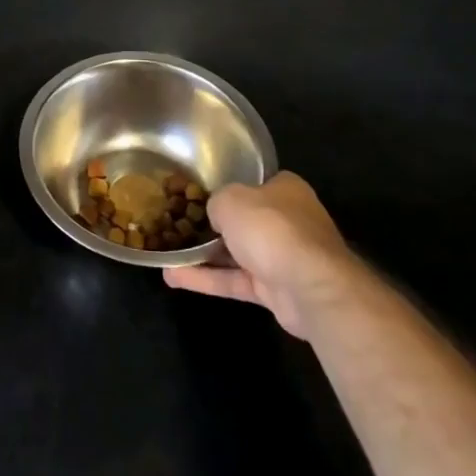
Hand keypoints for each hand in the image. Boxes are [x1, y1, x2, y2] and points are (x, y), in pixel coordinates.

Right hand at [163, 172, 350, 340]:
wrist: (309, 287)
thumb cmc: (270, 227)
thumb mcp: (230, 199)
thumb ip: (217, 202)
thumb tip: (215, 215)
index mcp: (285, 190)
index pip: (253, 184)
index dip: (227, 188)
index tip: (198, 194)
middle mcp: (287, 220)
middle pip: (244, 220)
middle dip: (212, 226)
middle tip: (178, 224)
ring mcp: (282, 257)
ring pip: (236, 253)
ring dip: (202, 256)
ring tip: (167, 254)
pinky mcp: (275, 290)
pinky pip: (234, 281)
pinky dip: (206, 280)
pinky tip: (173, 277)